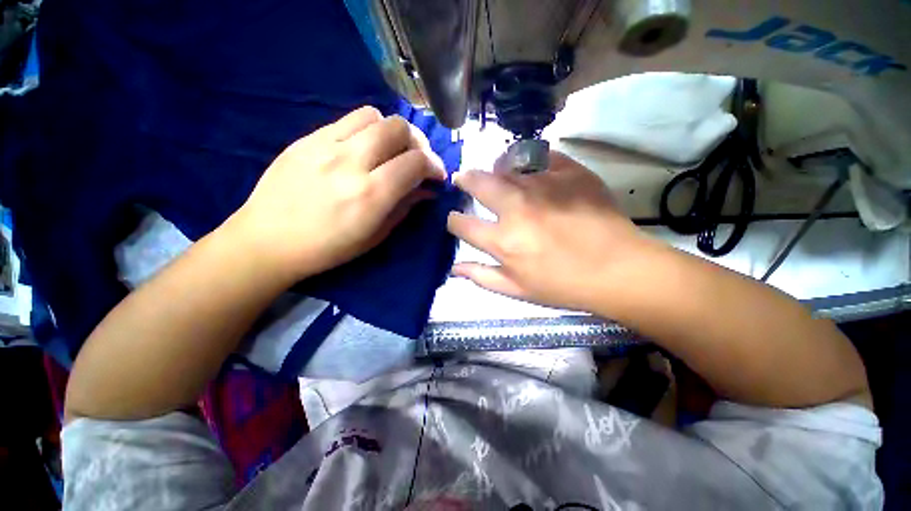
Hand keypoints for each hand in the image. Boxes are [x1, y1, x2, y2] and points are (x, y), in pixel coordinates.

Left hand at [229, 106, 446, 280]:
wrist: (267, 240)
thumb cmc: (328, 248)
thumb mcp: (376, 235)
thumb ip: (405, 206)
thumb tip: (427, 189)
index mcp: (371, 195)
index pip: (416, 162)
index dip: (435, 166)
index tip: (437, 176)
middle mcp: (351, 163)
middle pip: (399, 128)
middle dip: (419, 142)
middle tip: (418, 159)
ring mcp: (325, 145)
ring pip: (374, 115)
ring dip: (393, 132)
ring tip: (391, 151)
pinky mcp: (307, 138)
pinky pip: (348, 120)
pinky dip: (367, 130)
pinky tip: (364, 148)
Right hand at [447, 151, 652, 311]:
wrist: (618, 269)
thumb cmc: (564, 285)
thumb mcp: (518, 290)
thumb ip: (482, 277)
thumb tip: (454, 268)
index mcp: (503, 240)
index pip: (462, 224)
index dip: (453, 220)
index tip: (456, 219)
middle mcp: (517, 208)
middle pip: (478, 182)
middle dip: (464, 180)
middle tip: (463, 179)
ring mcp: (544, 185)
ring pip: (505, 164)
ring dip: (494, 169)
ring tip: (496, 173)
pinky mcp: (569, 172)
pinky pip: (540, 155)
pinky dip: (529, 160)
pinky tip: (530, 169)